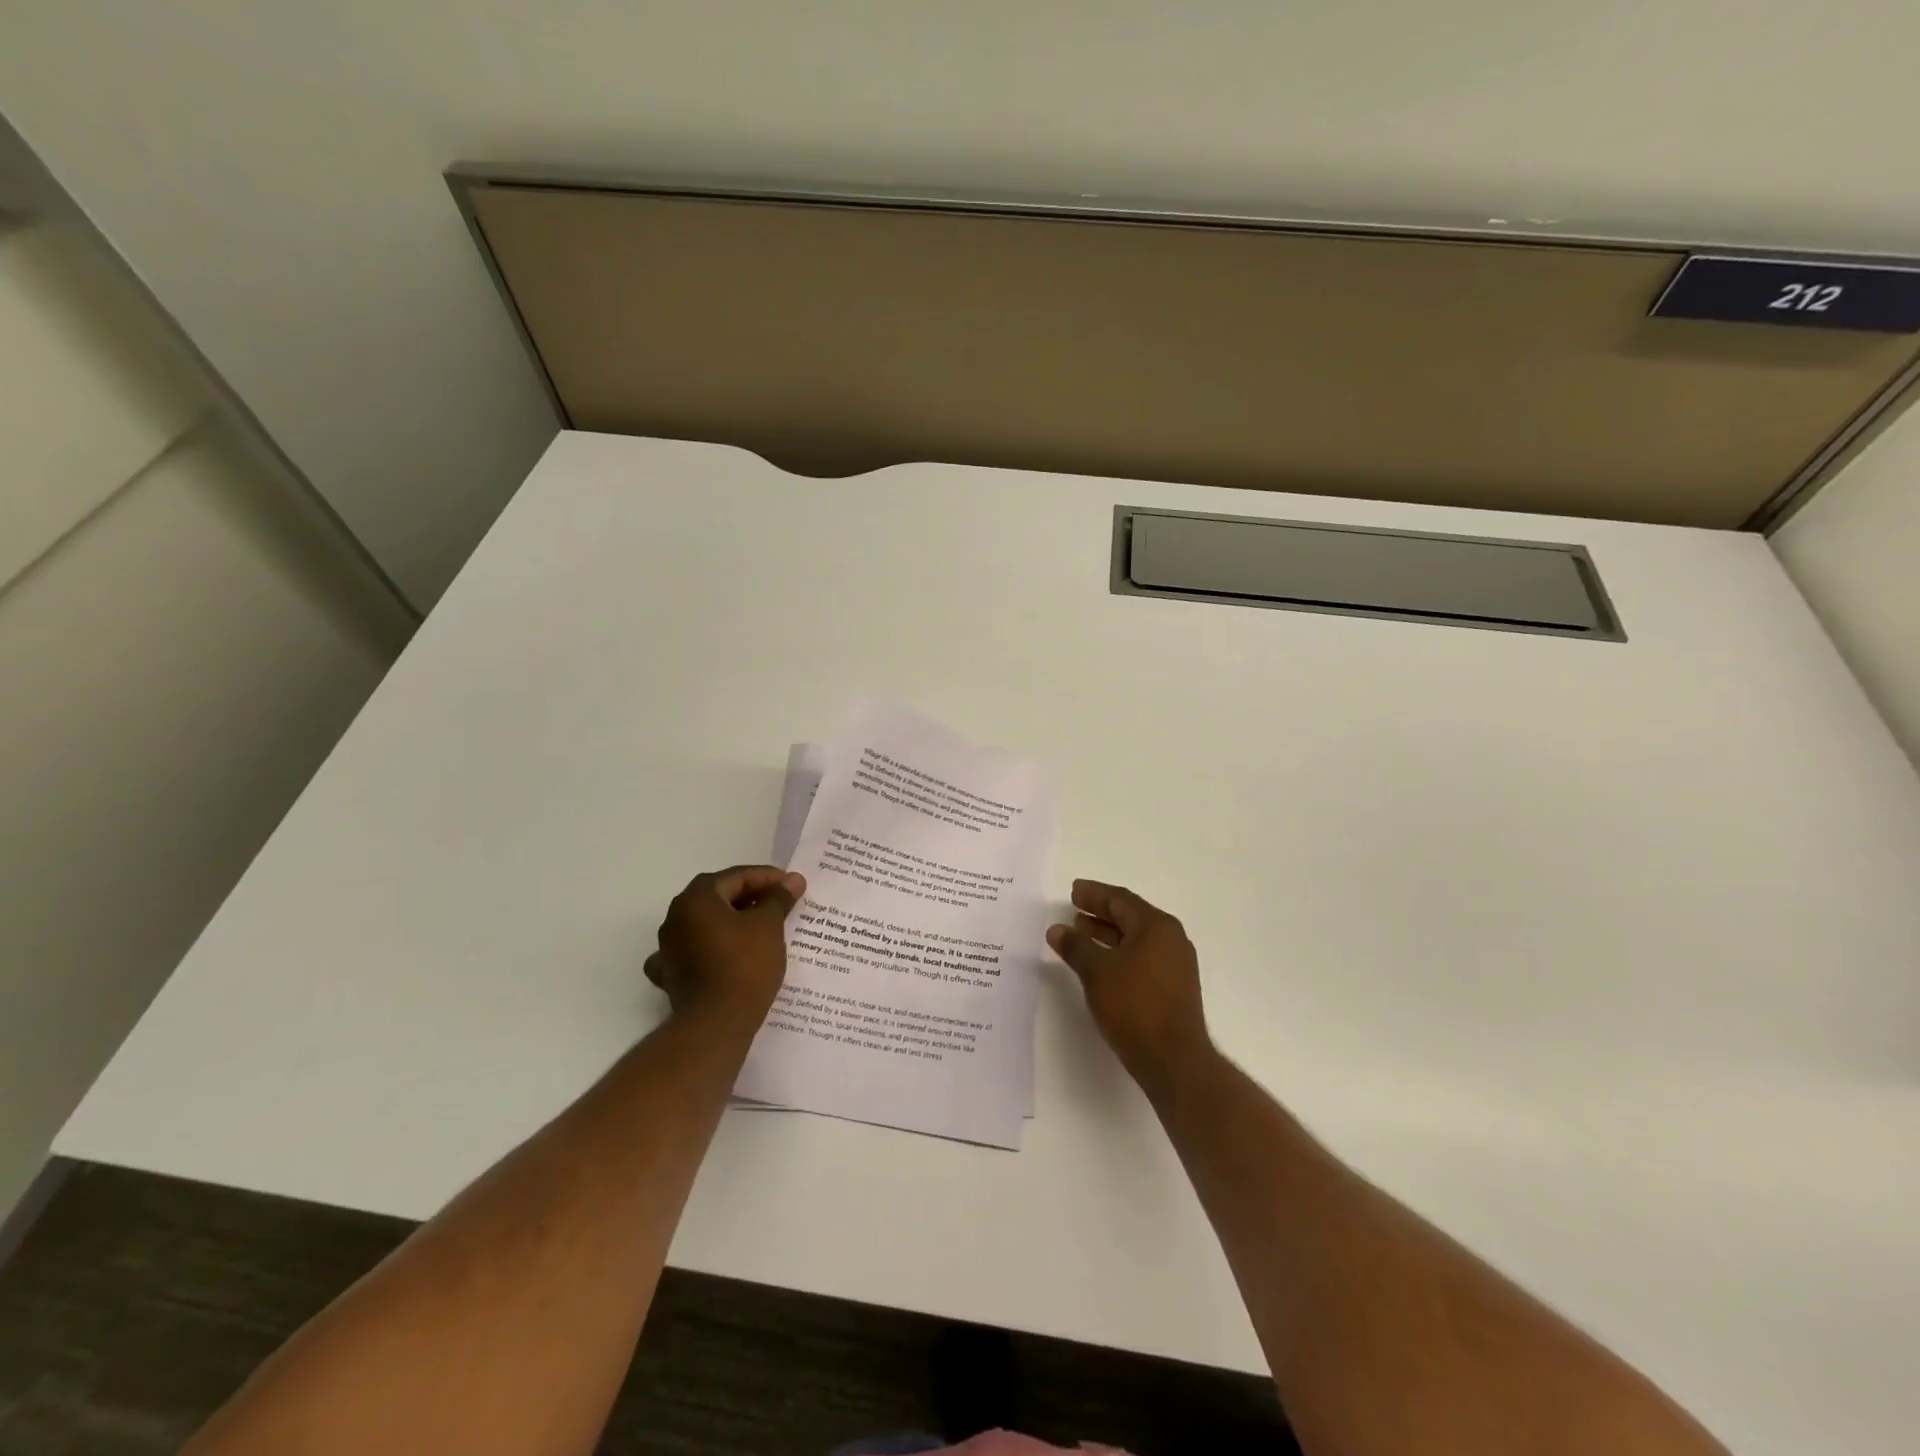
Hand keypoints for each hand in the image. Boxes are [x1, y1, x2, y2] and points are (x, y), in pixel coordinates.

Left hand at [645, 865, 805, 1024]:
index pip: (736, 877)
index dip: (768, 878)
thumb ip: (779, 898)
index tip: (792, 885)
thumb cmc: (745, 965)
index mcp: (697, 898)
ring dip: (732, 922)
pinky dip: (712, 948)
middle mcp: (675, 917)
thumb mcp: (769, 925)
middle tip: (780, 903)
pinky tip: (725, 954)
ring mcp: (669, 947)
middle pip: (718, 897)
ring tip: (762, 928)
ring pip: (706, 924)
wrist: (716, 1024)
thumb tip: (793, 880)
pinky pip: (695, 951)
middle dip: (750, 897)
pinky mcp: (671, 974)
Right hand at [1048, 879, 1212, 1091]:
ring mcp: (1176, 964)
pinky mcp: (1174, 987)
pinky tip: (1100, 963)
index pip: (1121, 899)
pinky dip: (1119, 953)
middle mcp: (1171, 939)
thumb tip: (1057, 929)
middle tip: (1073, 909)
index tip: (1073, 891)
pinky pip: (1142, 957)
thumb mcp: (1097, 972)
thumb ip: (1076, 946)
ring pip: (1136, 939)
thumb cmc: (1134, 1006)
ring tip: (1080, 934)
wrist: (1174, 1059)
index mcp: (1156, 926)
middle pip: (1131, 916)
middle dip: (1100, 912)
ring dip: (1108, 934)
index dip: (1094, 894)